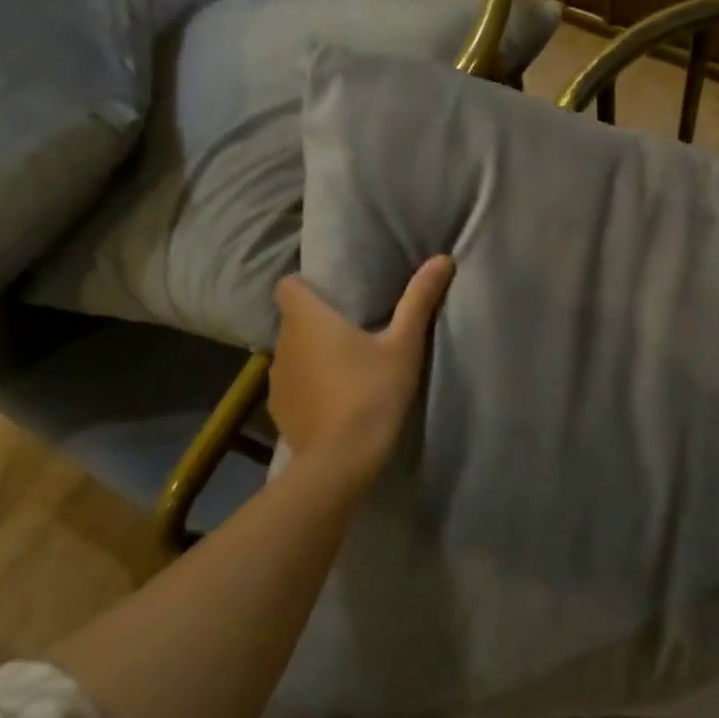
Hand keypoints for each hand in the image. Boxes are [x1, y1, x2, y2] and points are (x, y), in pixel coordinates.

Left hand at [267, 255, 453, 486]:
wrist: (342, 459)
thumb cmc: (373, 392)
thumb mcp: (404, 345)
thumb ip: (418, 300)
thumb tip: (442, 258)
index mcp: (308, 318)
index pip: (288, 284)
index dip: (308, 286)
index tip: (336, 296)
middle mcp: (283, 342)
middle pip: (293, 319)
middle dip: (317, 322)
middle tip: (355, 332)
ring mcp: (276, 378)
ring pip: (292, 353)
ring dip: (312, 355)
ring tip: (345, 368)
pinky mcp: (279, 409)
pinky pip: (292, 384)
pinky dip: (308, 386)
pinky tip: (334, 401)